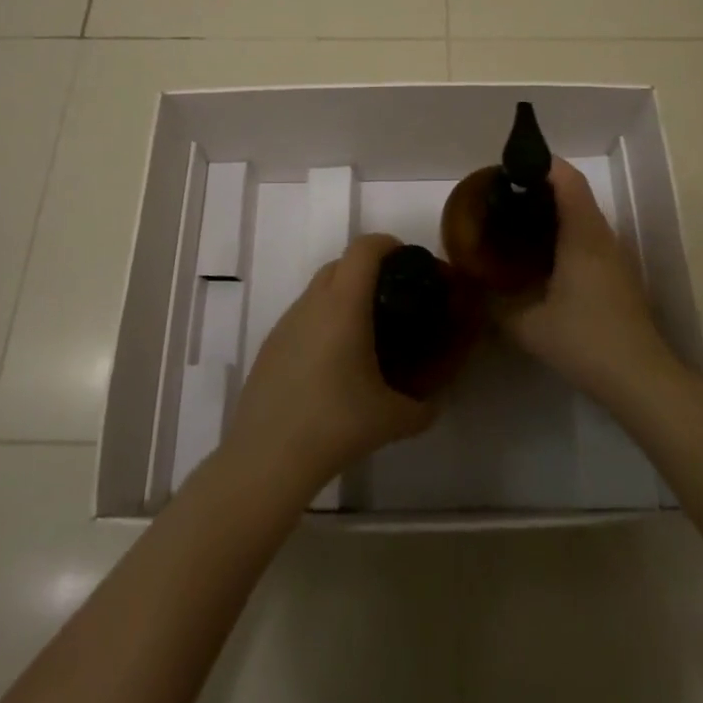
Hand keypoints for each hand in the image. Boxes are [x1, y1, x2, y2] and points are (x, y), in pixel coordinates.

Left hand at [227, 233, 436, 492]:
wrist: (268, 457)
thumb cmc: (336, 424)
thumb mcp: (395, 419)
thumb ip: (424, 407)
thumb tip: (434, 403)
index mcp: (344, 304)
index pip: (365, 248)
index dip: (389, 244)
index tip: (409, 263)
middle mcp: (312, 303)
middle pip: (341, 263)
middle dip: (369, 269)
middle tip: (393, 298)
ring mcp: (286, 323)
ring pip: (318, 290)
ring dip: (343, 296)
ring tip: (364, 334)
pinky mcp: (270, 345)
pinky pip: (303, 317)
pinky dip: (322, 322)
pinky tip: (332, 363)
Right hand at [498, 160, 676, 404]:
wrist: (640, 379)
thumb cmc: (585, 341)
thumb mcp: (527, 326)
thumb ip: (496, 304)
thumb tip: (473, 288)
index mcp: (583, 236)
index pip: (568, 180)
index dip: (542, 164)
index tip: (512, 166)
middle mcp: (602, 237)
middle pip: (576, 194)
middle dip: (541, 187)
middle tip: (505, 196)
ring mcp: (615, 257)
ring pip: (584, 216)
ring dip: (554, 211)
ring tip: (517, 221)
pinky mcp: (619, 276)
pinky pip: (590, 238)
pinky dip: (565, 233)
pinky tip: (543, 257)